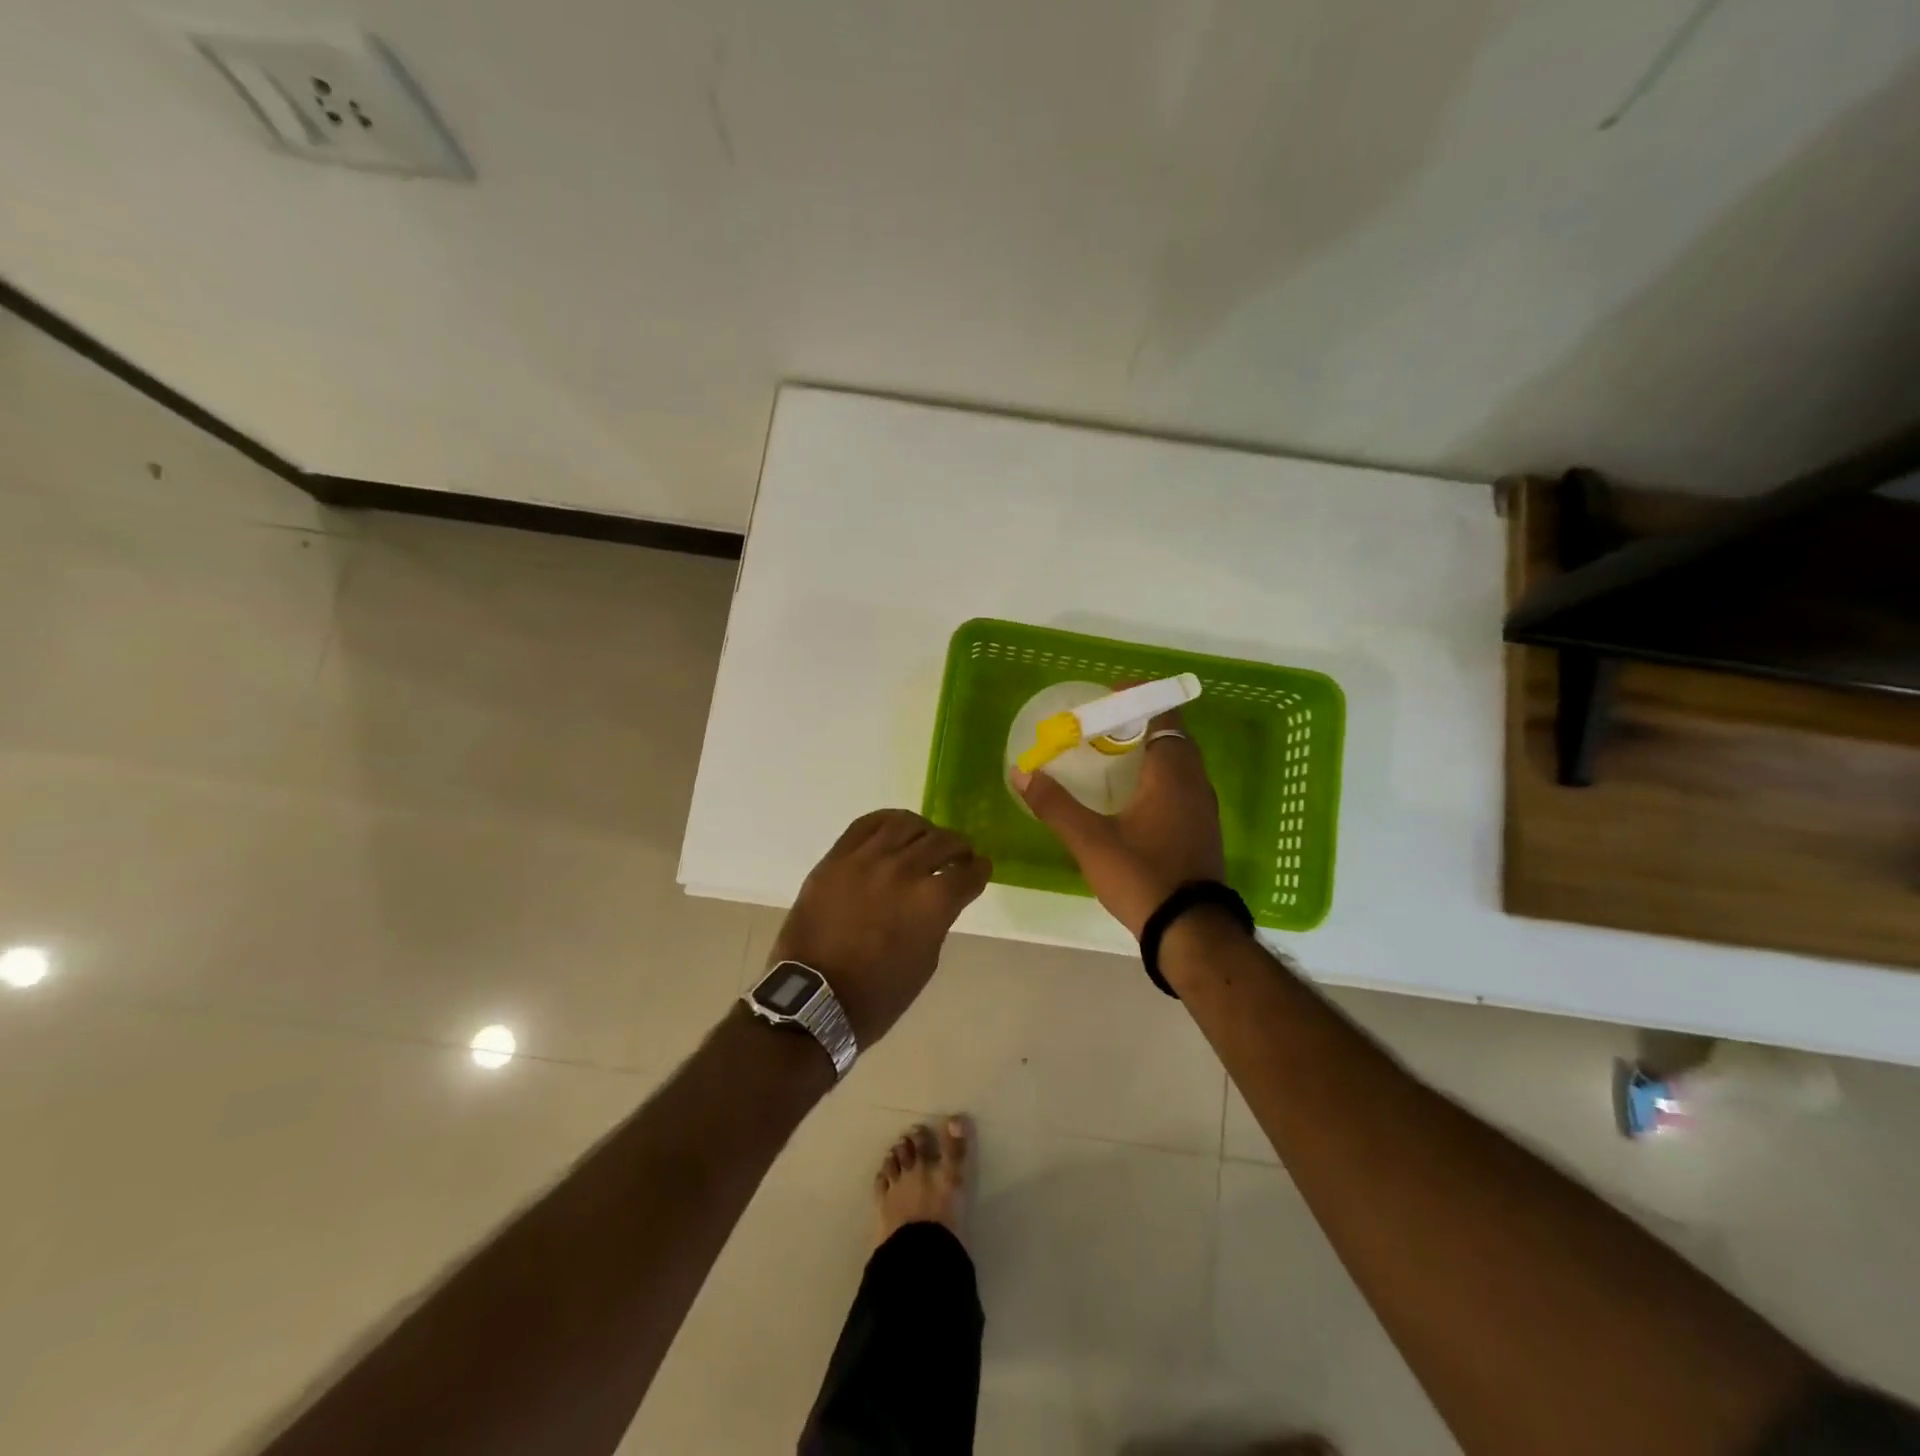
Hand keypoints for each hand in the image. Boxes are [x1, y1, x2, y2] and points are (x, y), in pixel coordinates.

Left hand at [771, 810, 990, 1044]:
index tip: (979, 869)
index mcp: (933, 902)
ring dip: (925, 831)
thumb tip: (940, 896)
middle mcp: (904, 870)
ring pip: (907, 824)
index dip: (979, 870)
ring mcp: (867, 859)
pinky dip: (888, 821)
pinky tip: (895, 830)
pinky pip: (866, 824)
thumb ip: (938, 919)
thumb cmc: (878, 994)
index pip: (968, 872)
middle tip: (959, 856)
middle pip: (942, 841)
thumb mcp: (926, 960)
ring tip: (926, 840)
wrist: (814, 999)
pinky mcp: (837, 857)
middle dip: (958, 848)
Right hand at [1012, 704, 1224, 937]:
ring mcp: (1203, 808)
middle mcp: (1194, 783)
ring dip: (1150, 751)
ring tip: (1111, 755)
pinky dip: (1158, 775)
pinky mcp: (1203, 830)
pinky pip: (1182, 785)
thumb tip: (1022, 772)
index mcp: (1171, 774)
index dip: (1140, 698)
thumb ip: (1055, 805)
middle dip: (1139, 723)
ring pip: (1179, 762)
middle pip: (1171, 736)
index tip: (1110, 693)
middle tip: (1102, 725)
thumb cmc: (1142, 877)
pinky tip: (1132, 795)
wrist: (1191, 932)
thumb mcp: (1091, 842)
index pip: (1163, 716)